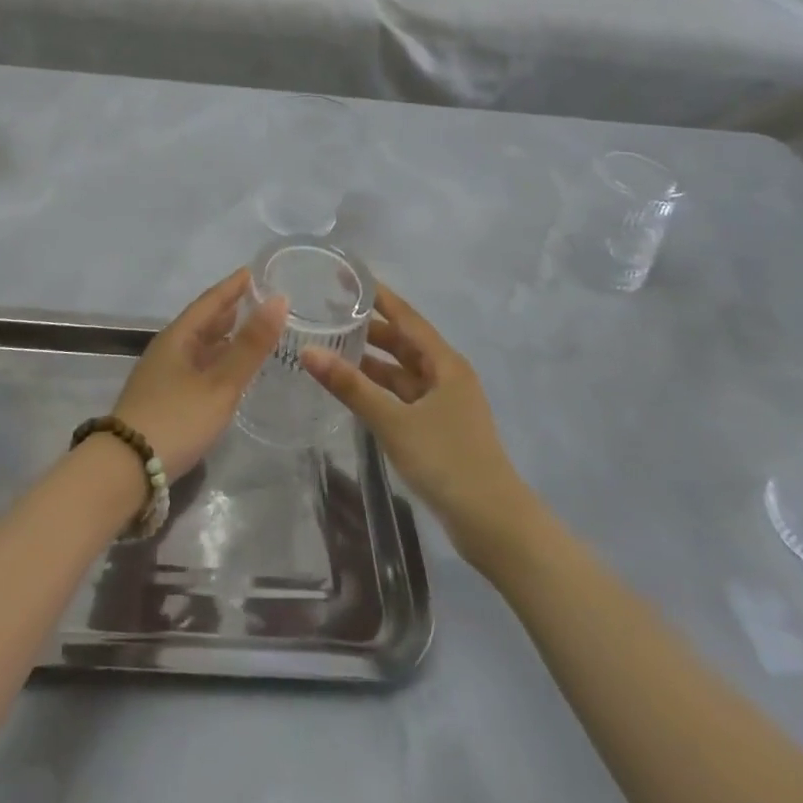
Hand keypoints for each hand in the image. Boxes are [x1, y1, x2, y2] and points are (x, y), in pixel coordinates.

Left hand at [111, 268, 286, 481]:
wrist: (125, 469)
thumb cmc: (176, 419)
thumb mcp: (220, 383)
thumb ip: (250, 345)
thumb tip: (279, 300)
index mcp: (178, 337)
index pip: (210, 302)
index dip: (233, 286)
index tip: (253, 271)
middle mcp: (168, 350)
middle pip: (202, 322)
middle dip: (229, 309)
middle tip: (257, 299)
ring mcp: (162, 376)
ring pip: (198, 346)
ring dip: (222, 337)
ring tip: (247, 331)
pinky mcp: (163, 400)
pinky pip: (195, 367)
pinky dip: (216, 361)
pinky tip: (227, 373)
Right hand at [302, 284, 528, 562]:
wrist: (493, 525)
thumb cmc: (447, 461)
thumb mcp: (394, 421)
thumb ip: (351, 386)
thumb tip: (309, 351)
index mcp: (445, 363)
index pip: (406, 317)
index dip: (378, 296)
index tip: (347, 277)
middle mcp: (446, 375)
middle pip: (404, 342)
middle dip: (369, 329)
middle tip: (329, 314)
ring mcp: (444, 403)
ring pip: (402, 371)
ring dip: (373, 361)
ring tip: (332, 348)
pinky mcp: (439, 428)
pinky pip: (404, 396)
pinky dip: (380, 389)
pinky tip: (354, 390)